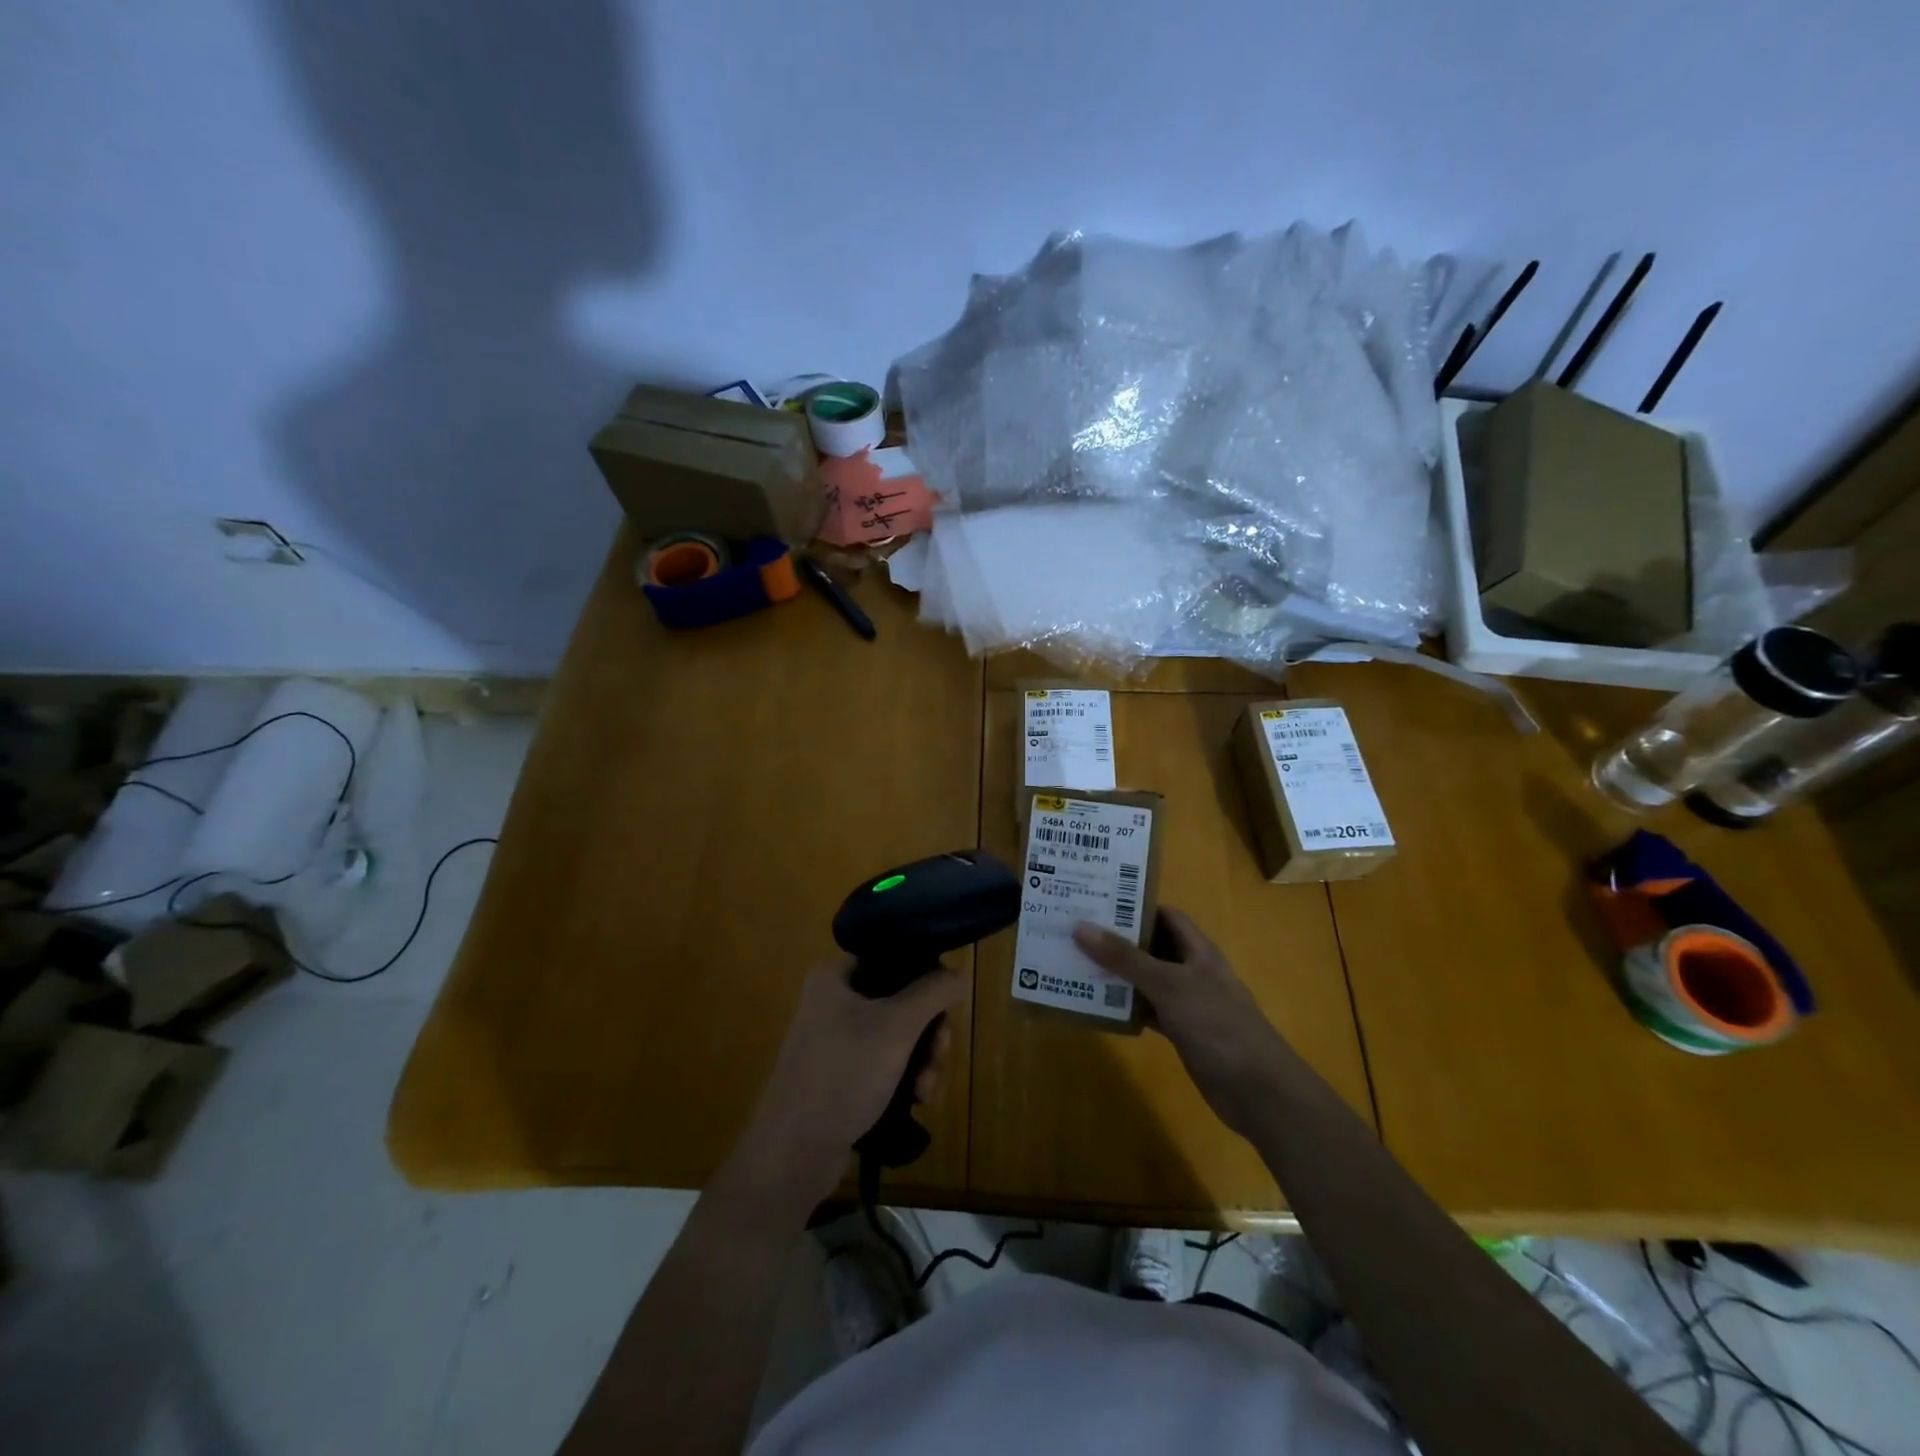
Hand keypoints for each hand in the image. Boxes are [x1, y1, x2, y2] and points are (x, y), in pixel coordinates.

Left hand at [724, 958, 963, 1213]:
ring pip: (899, 1037)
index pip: (893, 957)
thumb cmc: (843, 1074)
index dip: (926, 977)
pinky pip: (886, 1065)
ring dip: (923, 1061)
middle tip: (939, 1055)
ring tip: (928, 1090)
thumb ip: (933, 992)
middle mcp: (834, 1001)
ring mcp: (836, 1041)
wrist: (793, 1153)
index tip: (947, 1006)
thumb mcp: (896, 1027)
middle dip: (929, 1032)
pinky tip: (920, 1102)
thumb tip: (959, 974)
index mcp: (836, 976)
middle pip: (902, 1000)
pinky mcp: (842, 1077)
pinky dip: (907, 1079)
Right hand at [1073, 909, 1291, 1138]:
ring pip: (1146, 980)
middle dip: (1118, 940)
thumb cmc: (1217, 1026)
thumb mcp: (1169, 986)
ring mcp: (1188, 1004)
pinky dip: (1126, 1008)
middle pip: (1152, 946)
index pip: (1165, 915)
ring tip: (1075, 963)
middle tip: (1075, 931)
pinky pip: (1148, 1011)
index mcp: (1197, 950)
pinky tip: (1097, 1006)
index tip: (1096, 902)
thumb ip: (1126, 958)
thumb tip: (1081, 926)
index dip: (1135, 906)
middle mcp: (1192, 971)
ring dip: (1117, 975)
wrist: (1259, 1091)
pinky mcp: (1182, 1033)